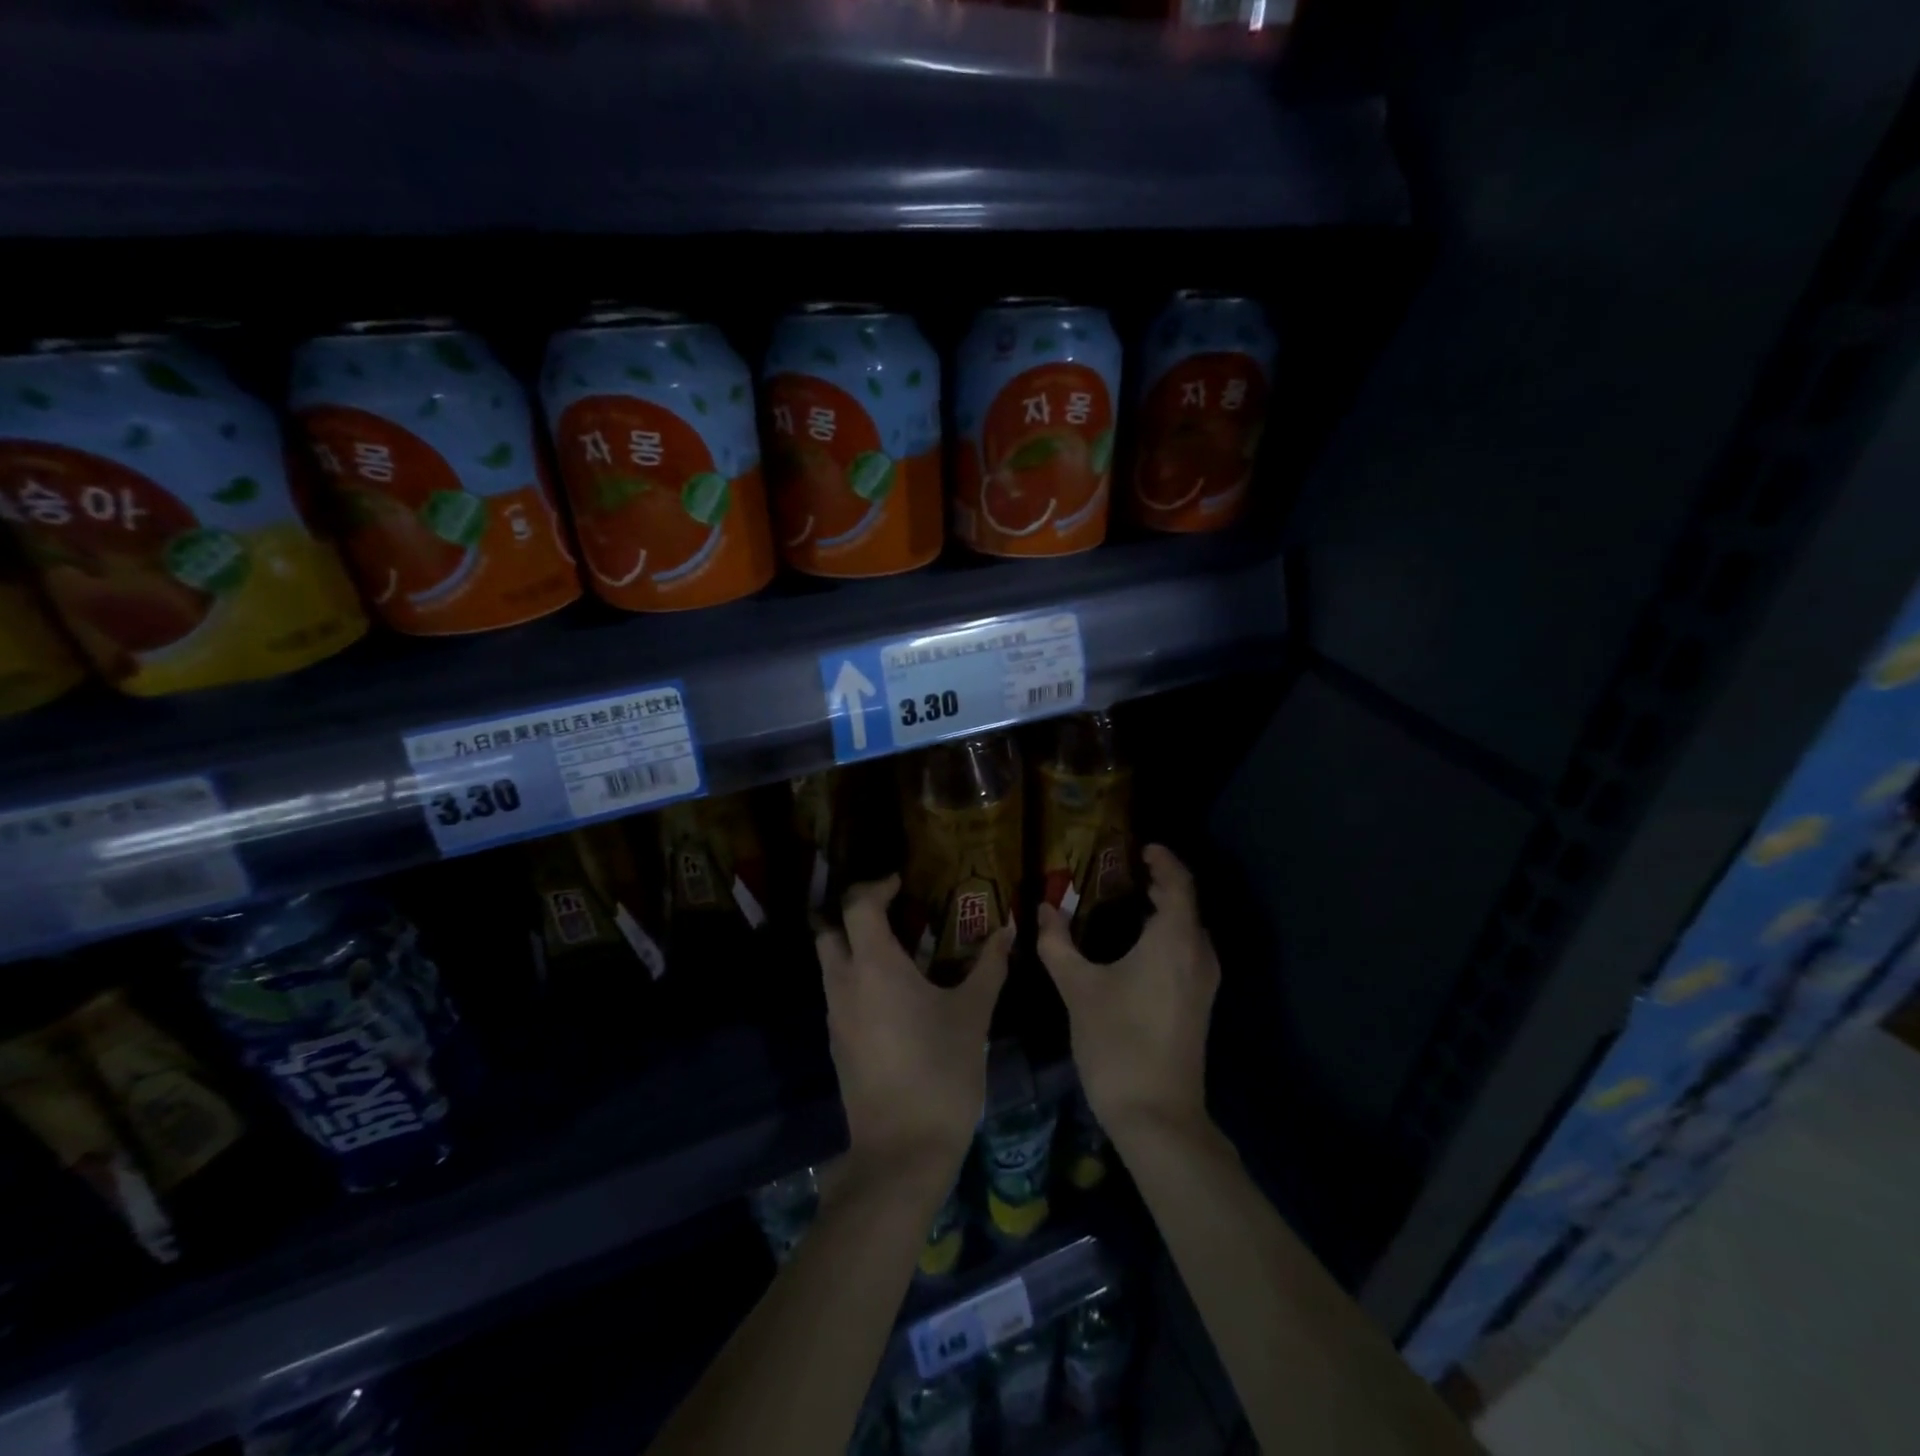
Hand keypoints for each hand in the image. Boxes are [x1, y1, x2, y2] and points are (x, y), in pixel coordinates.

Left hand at [817, 875, 1012, 1187]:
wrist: (902, 1150)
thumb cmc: (941, 1071)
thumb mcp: (973, 1014)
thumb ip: (989, 966)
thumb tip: (1008, 930)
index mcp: (875, 966)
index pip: (859, 905)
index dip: (877, 886)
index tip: (901, 883)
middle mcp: (845, 983)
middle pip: (830, 930)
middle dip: (854, 913)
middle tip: (892, 912)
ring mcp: (836, 1016)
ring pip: (831, 963)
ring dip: (854, 946)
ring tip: (898, 950)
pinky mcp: (838, 1044)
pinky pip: (839, 994)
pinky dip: (857, 979)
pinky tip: (892, 995)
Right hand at [1036, 845, 1219, 1143]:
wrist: (1157, 1115)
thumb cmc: (1117, 1042)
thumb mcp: (1078, 988)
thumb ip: (1058, 944)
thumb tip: (1042, 909)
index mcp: (1174, 940)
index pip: (1178, 883)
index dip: (1163, 860)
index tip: (1139, 847)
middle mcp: (1198, 954)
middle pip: (1187, 903)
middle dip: (1160, 882)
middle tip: (1123, 870)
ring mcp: (1204, 981)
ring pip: (1189, 929)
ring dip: (1166, 909)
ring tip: (1127, 900)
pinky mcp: (1200, 1003)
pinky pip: (1188, 950)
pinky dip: (1168, 933)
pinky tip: (1137, 943)